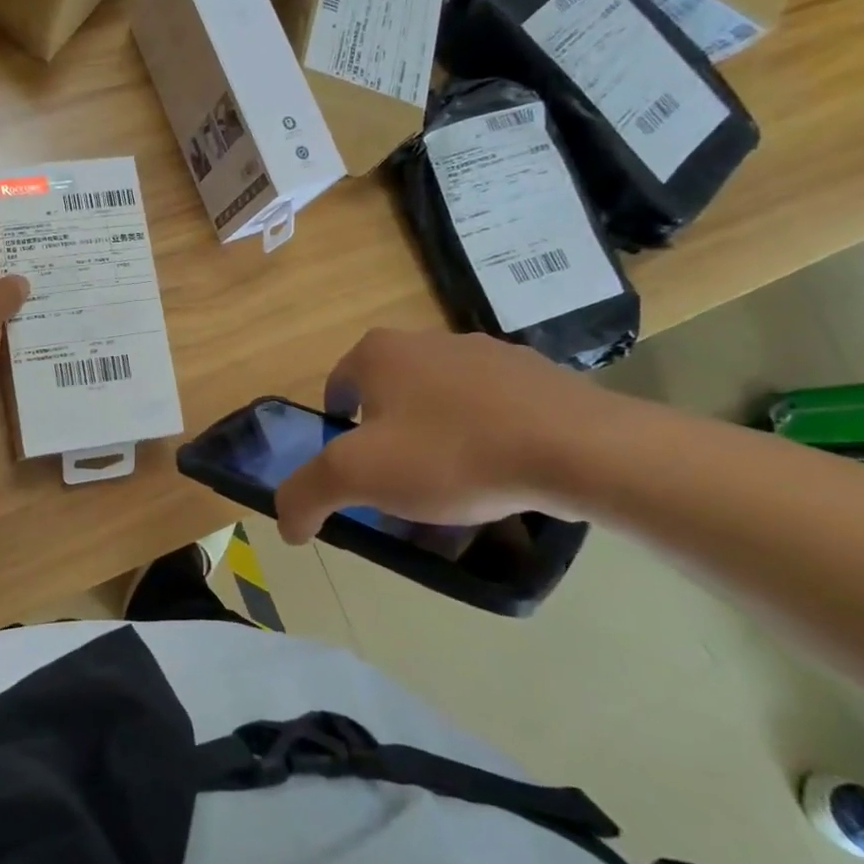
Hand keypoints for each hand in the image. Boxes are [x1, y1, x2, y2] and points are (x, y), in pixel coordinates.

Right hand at [275, 330, 601, 542]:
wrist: (579, 448)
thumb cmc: (452, 453)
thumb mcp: (358, 477)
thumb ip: (306, 494)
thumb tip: (284, 523)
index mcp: (379, 352)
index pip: (337, 389)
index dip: (338, 435)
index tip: (358, 474)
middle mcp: (428, 340)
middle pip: (389, 399)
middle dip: (388, 443)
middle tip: (403, 490)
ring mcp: (487, 353)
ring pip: (440, 405)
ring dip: (436, 442)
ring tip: (456, 493)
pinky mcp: (536, 374)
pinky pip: (491, 411)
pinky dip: (484, 440)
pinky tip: (500, 478)